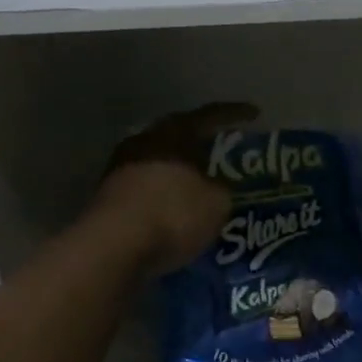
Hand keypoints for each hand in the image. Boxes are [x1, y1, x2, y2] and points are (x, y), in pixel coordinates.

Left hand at [94, 102, 256, 267]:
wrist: (112, 248)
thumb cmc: (173, 212)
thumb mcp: (217, 202)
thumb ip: (222, 188)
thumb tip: (218, 188)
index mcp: (174, 132)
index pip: (210, 115)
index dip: (235, 114)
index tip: (254, 113)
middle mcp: (145, 142)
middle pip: (179, 136)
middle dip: (201, 144)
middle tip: (223, 151)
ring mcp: (120, 169)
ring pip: (159, 163)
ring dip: (180, 172)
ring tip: (201, 184)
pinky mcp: (107, 199)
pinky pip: (146, 189)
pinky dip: (164, 195)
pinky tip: (177, 209)